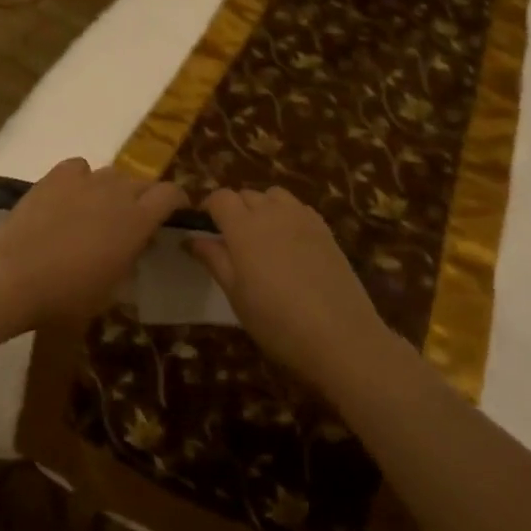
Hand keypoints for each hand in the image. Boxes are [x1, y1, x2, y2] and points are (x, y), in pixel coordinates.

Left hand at [0, 158, 188, 330]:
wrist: (13, 278)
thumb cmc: (67, 295)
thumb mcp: (112, 289)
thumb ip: (130, 259)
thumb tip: (134, 246)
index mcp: (138, 220)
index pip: (171, 193)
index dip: (175, 201)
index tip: (172, 214)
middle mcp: (117, 192)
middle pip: (142, 183)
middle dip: (143, 198)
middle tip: (130, 222)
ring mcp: (85, 180)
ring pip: (111, 174)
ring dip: (112, 190)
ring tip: (96, 211)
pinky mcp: (55, 176)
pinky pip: (79, 167)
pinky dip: (81, 178)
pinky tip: (70, 196)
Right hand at [189, 187, 388, 384]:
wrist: (341, 336)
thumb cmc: (277, 321)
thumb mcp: (236, 295)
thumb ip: (213, 260)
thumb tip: (190, 238)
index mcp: (244, 227)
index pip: (220, 197)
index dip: (209, 208)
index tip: (204, 228)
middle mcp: (272, 213)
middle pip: (246, 194)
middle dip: (234, 209)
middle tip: (231, 240)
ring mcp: (302, 218)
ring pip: (274, 195)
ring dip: (262, 207)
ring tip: (262, 237)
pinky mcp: (325, 229)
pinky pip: (299, 208)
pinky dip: (287, 215)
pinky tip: (290, 243)